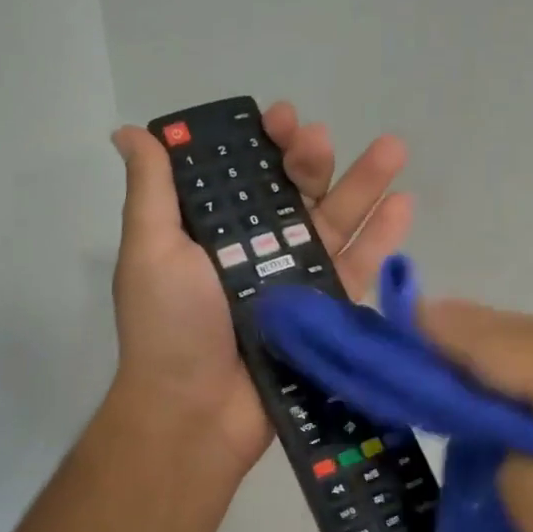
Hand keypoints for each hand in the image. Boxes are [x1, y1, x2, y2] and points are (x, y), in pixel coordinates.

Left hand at [108, 102, 412, 476]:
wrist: (195, 412)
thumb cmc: (169, 327)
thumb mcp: (150, 250)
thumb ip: (152, 189)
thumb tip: (129, 131)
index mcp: (214, 232)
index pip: (245, 174)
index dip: (263, 142)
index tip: (279, 119)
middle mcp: (256, 251)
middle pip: (295, 193)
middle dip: (312, 159)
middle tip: (319, 141)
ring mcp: (294, 282)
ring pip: (335, 223)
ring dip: (364, 185)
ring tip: (394, 149)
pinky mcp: (324, 313)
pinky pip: (357, 269)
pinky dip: (382, 238)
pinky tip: (404, 204)